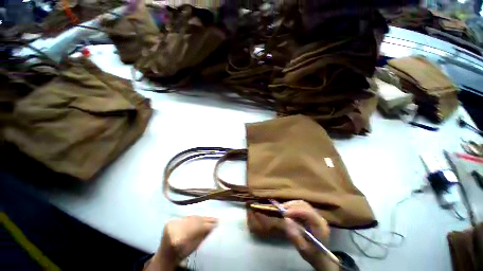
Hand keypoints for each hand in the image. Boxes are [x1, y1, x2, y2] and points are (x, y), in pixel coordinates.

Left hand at [145, 216, 217, 270]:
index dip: (208, 225)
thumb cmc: (180, 255)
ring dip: (202, 218)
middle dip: (206, 219)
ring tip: (210, 218)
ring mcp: (171, 224)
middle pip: (194, 221)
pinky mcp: (170, 221)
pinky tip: (201, 218)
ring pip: (191, 218)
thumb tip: (213, 226)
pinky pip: (186, 218)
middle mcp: (174, 230)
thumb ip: (201, 236)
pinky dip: (195, 218)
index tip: (217, 223)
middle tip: (216, 219)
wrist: (164, 256)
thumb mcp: (192, 248)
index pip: (197, 228)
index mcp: (178, 240)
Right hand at [283, 200, 338, 270]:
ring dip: (292, 205)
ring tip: (283, 208)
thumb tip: (286, 219)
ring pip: (302, 204)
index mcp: (320, 227)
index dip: (296, 211)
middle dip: (292, 205)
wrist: (321, 257)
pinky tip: (288, 210)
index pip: (308, 213)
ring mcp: (316, 215)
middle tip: (281, 208)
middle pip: (305, 206)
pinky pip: (302, 206)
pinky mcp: (312, 214)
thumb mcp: (302, 249)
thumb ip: (295, 235)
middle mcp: (320, 218)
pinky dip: (293, 206)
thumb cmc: (312, 254)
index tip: (285, 213)